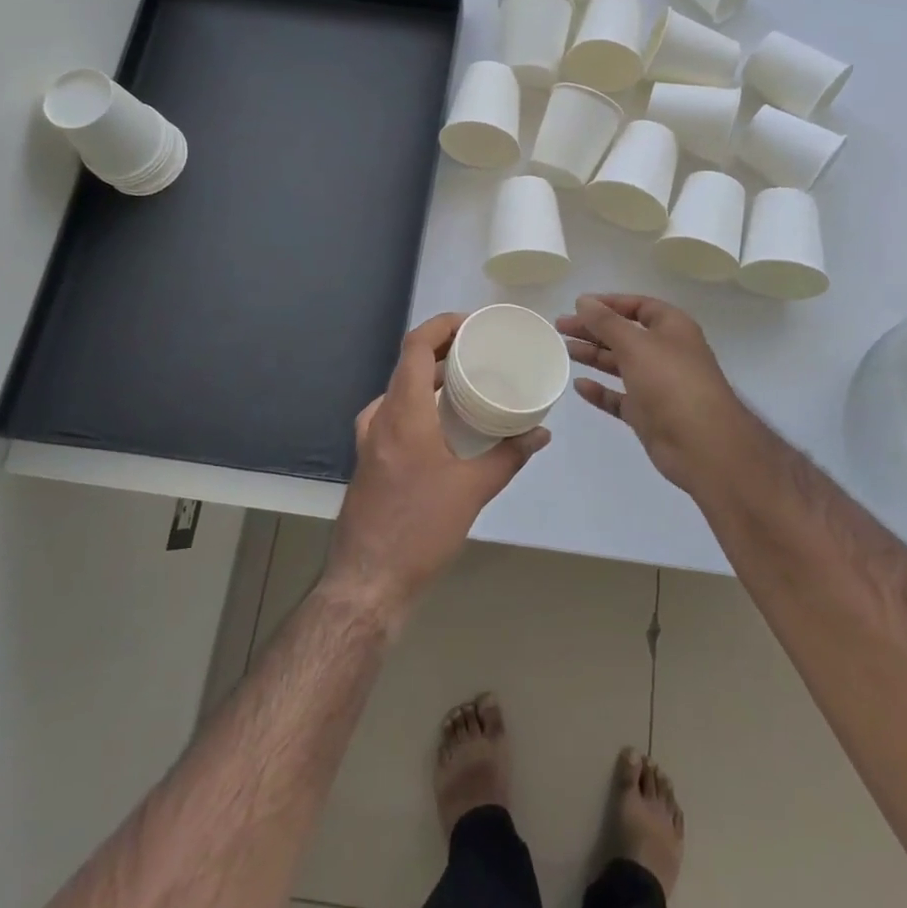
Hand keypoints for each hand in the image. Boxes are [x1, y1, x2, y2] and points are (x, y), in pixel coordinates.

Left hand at [325, 312, 549, 620]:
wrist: (366, 584)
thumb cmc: (419, 530)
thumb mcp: (472, 491)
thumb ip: (508, 456)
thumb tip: (540, 433)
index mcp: (401, 413)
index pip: (415, 345)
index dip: (442, 325)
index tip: (473, 323)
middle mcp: (380, 417)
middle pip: (408, 364)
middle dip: (443, 350)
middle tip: (480, 350)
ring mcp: (369, 439)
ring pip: (400, 390)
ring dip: (431, 378)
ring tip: (467, 380)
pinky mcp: (369, 459)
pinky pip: (395, 413)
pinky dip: (421, 403)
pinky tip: (445, 423)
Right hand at [558, 294, 750, 493]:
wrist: (702, 445)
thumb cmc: (671, 382)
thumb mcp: (635, 344)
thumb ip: (606, 322)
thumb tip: (583, 301)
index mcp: (672, 328)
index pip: (638, 306)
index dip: (609, 303)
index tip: (578, 305)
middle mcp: (665, 352)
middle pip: (625, 334)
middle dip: (594, 329)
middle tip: (560, 327)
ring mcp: (657, 385)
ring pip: (620, 364)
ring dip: (594, 355)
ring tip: (564, 349)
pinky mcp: (648, 414)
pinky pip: (619, 397)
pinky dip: (600, 391)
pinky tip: (579, 385)